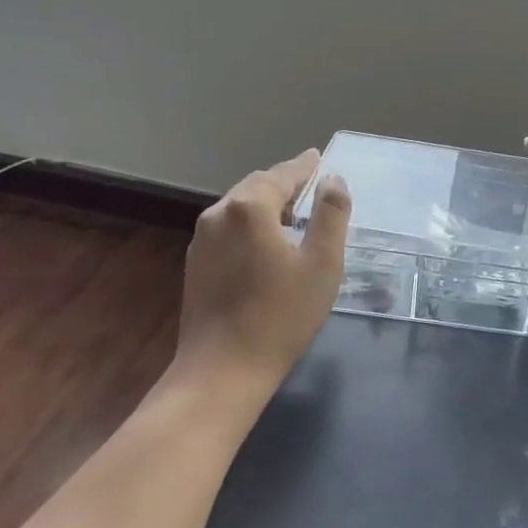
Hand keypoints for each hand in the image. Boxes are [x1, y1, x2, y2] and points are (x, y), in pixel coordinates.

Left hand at [173, 150, 351, 399]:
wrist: (222, 370)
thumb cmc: (281, 315)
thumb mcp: (322, 264)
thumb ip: (330, 215)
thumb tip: (333, 180)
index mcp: (249, 207)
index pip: (283, 174)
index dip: (304, 166)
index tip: (319, 158)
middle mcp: (219, 213)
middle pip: (257, 186)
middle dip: (284, 182)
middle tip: (310, 184)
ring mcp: (201, 239)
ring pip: (239, 206)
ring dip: (266, 203)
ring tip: (292, 210)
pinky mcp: (195, 263)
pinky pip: (227, 228)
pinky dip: (249, 224)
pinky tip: (264, 241)